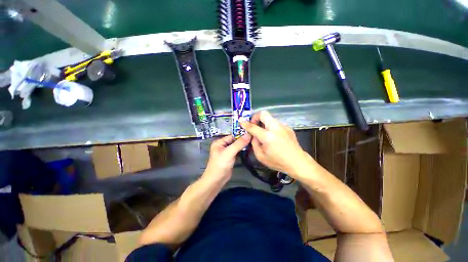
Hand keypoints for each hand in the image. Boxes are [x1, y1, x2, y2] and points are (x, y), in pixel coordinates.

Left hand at [203, 134, 251, 180]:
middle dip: (243, 141)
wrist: (217, 180)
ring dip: (244, 146)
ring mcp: (227, 152)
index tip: (251, 135)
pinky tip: (250, 149)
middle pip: (235, 141)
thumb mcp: (229, 152)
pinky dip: (243, 151)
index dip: (241, 135)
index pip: (232, 136)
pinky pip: (237, 151)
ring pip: (237, 146)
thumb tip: (249, 134)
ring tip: (253, 143)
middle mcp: (223, 145)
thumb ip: (239, 143)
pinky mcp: (231, 157)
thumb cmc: (221, 164)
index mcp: (219, 142)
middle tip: (254, 139)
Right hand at [240, 111, 310, 175]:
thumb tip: (253, 135)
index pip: (253, 127)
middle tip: (254, 125)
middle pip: (263, 114)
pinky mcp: (288, 128)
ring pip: (270, 118)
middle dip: (256, 117)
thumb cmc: (277, 162)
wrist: (297, 162)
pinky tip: (272, 135)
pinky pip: (276, 123)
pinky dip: (270, 126)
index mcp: (267, 137)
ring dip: (263, 122)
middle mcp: (276, 128)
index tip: (241, 121)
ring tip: (263, 132)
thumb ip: (254, 143)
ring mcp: (283, 127)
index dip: (245, 124)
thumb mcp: (260, 156)